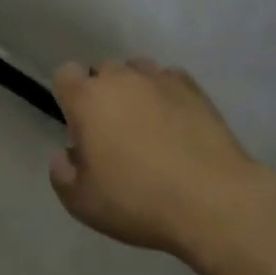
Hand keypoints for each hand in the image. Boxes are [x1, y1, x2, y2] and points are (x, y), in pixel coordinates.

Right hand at [49, 60, 258, 255]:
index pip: (65, 75)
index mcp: (87, 99)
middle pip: (103, 72)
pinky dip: (168, 96)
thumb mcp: (82, 203)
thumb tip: (67, 154)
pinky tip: (177, 124)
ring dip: (136, 91)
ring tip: (149, 126)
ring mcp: (159, 79)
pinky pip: (170, 80)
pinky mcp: (193, 88)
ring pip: (137, 71)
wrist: (213, 201)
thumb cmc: (139, 201)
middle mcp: (120, 78)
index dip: (69, 97)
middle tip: (115, 134)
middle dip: (104, 95)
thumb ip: (62, 174)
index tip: (80, 128)